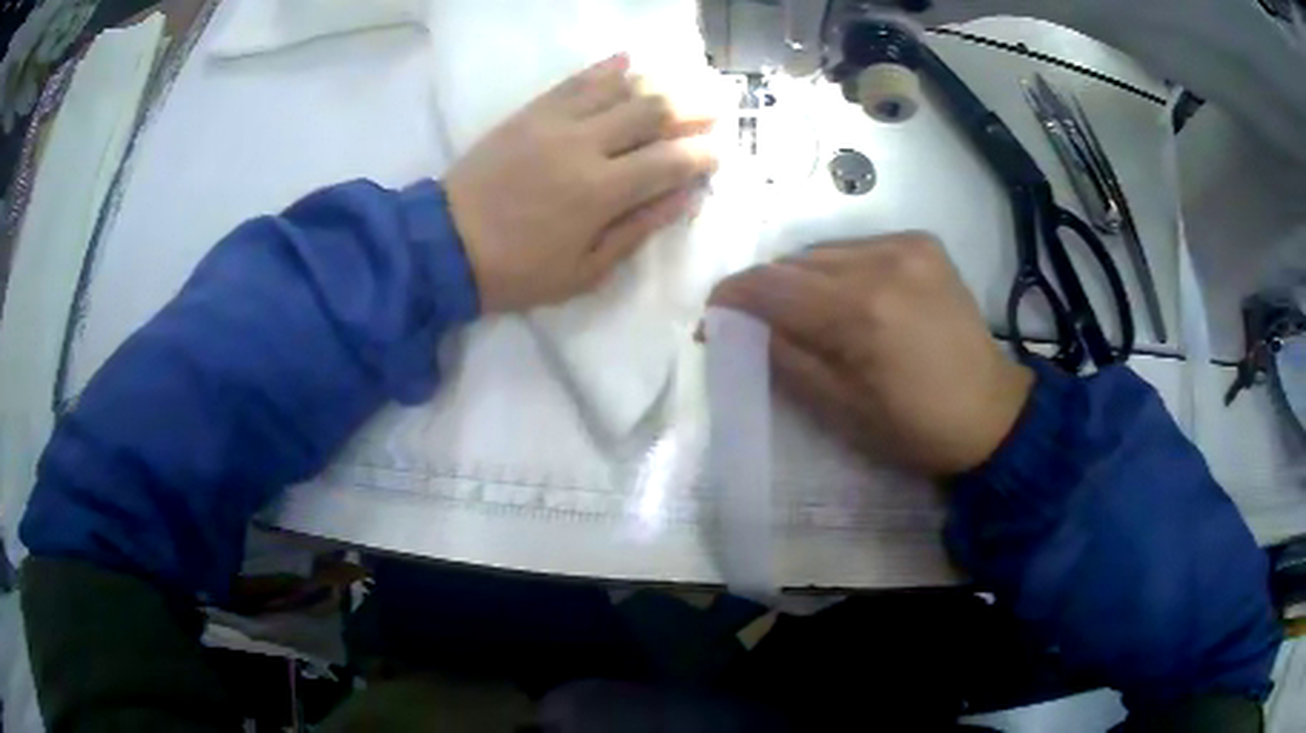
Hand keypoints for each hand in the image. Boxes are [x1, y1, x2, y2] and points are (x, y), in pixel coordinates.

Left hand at [445, 54, 717, 312]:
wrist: (445, 244)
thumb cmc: (517, 270)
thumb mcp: (585, 271)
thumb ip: (638, 230)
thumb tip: (685, 198)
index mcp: (602, 192)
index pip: (670, 161)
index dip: (703, 154)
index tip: (720, 153)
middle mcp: (585, 146)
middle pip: (653, 111)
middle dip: (693, 108)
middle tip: (717, 107)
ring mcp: (555, 122)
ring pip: (620, 88)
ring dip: (659, 82)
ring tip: (685, 81)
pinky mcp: (530, 112)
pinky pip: (574, 80)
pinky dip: (606, 68)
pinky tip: (629, 60)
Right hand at [708, 233, 1033, 475]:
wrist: (990, 411)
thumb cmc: (914, 426)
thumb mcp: (839, 408)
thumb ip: (784, 358)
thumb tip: (737, 327)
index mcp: (861, 311)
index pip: (773, 286)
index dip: (734, 296)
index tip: (713, 316)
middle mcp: (883, 261)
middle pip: (796, 262)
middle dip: (767, 291)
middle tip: (755, 322)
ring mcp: (907, 245)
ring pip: (825, 250)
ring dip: (802, 278)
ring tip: (802, 311)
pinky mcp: (923, 243)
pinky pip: (857, 246)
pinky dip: (838, 268)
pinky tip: (847, 296)